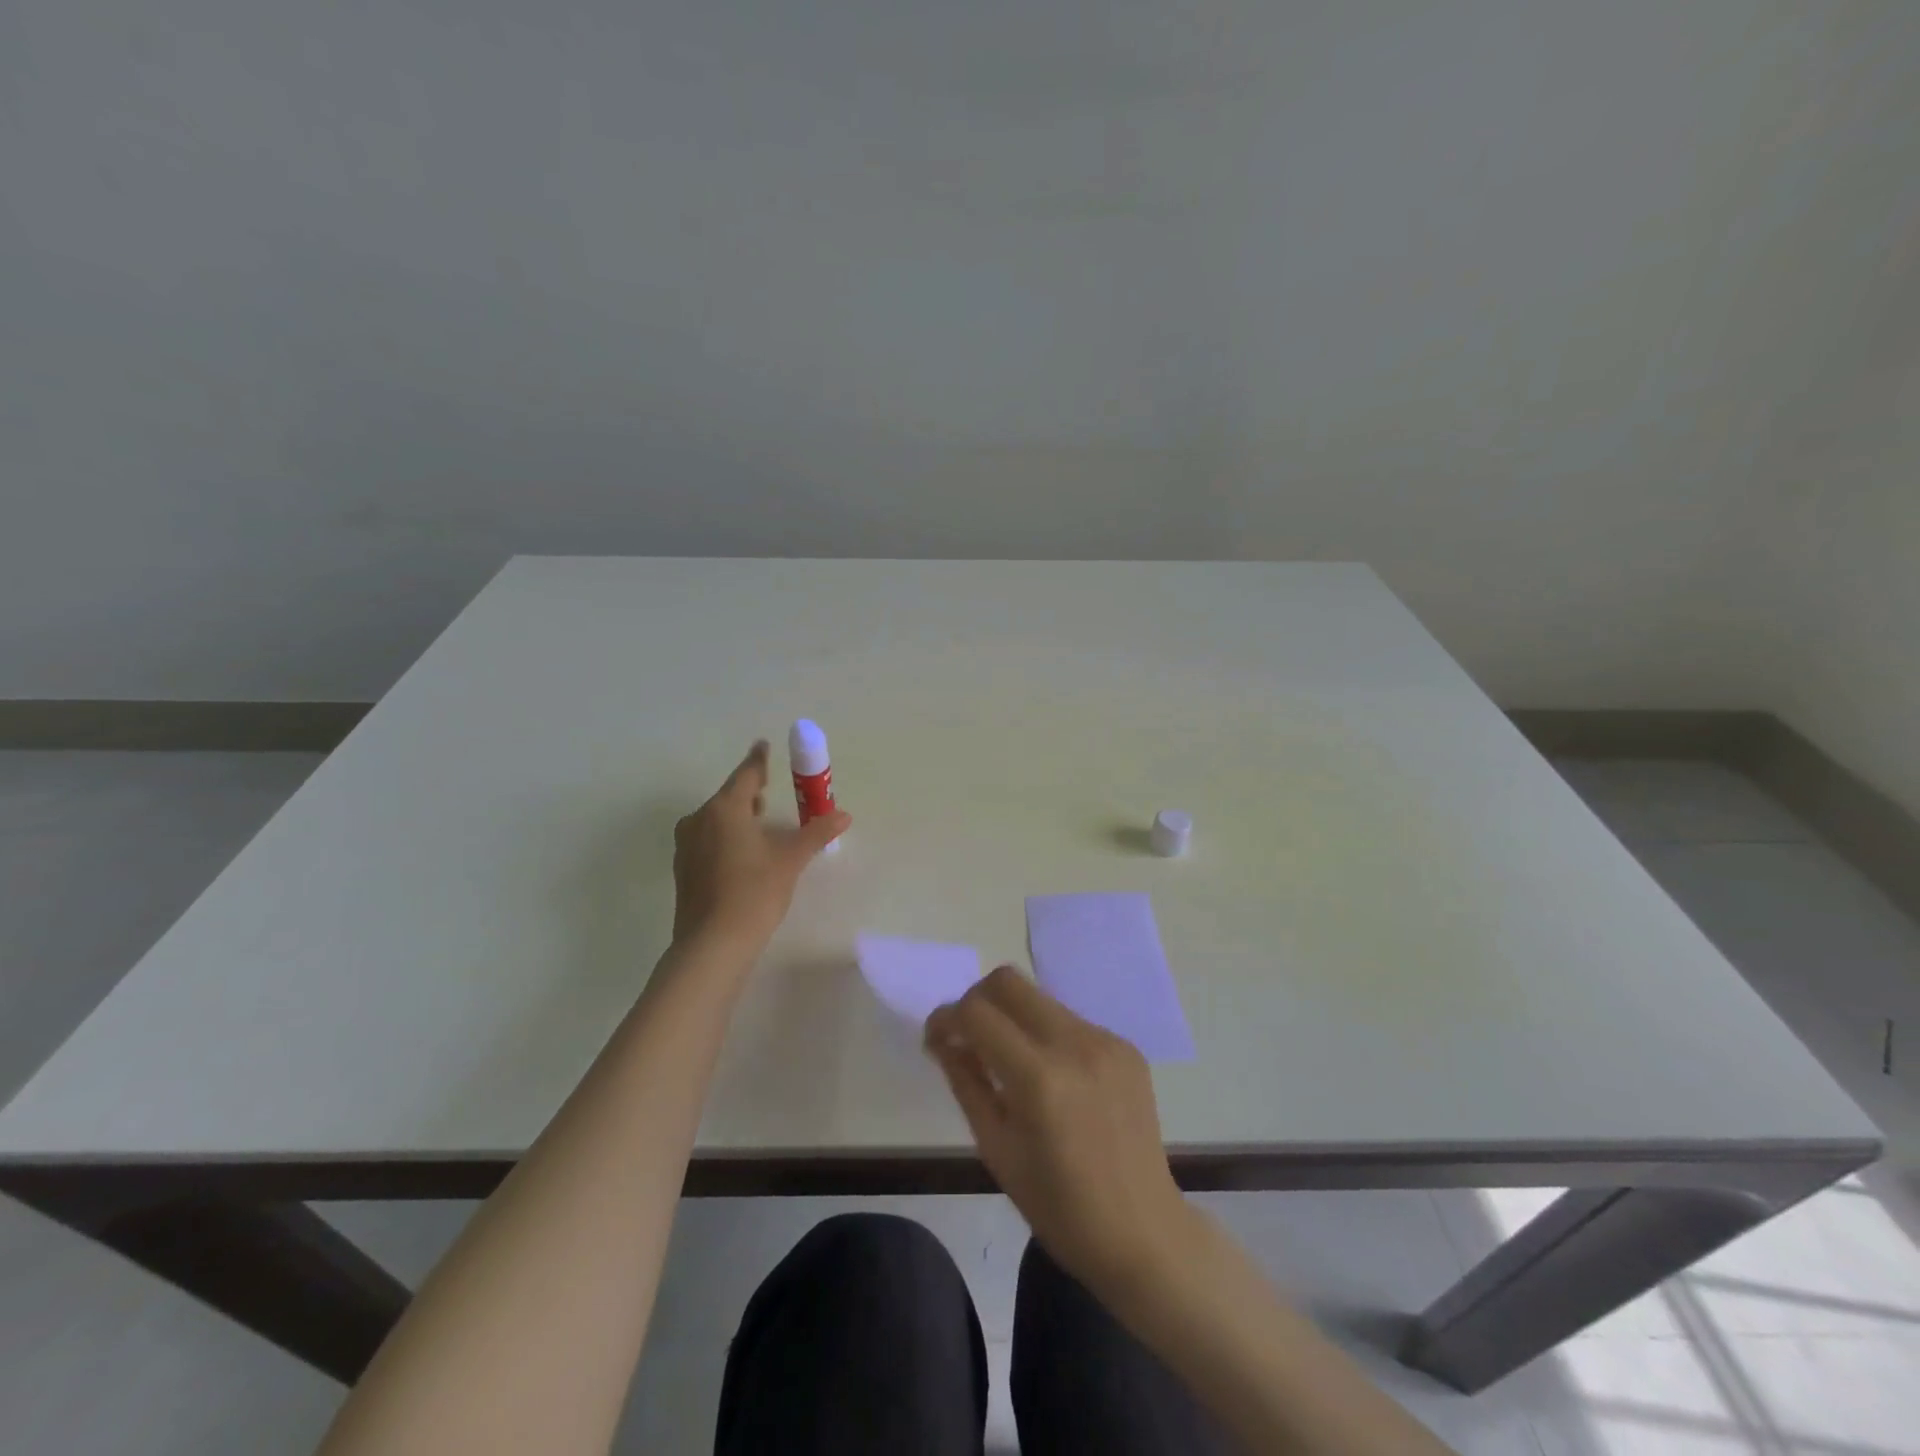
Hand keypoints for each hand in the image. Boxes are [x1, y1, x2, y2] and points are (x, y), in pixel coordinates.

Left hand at [672, 741, 849, 949]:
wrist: (713, 944)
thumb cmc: (754, 892)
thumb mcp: (790, 860)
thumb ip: (816, 833)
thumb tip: (843, 815)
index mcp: (724, 809)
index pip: (745, 775)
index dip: (758, 761)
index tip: (764, 746)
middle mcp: (699, 820)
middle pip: (728, 797)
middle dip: (749, 792)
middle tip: (769, 789)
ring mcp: (687, 846)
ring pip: (715, 820)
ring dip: (737, 816)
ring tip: (759, 823)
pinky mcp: (684, 870)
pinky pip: (708, 840)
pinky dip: (726, 837)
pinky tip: (743, 853)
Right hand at [925, 967, 1194, 1297]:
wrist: (1143, 1234)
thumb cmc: (1058, 1207)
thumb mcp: (996, 1149)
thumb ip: (966, 1082)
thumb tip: (944, 1039)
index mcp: (1039, 1078)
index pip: (977, 1012)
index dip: (946, 1018)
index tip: (937, 1039)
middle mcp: (1075, 1044)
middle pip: (1009, 982)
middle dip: (977, 1000)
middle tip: (968, 1037)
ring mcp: (1106, 1041)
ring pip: (1040, 999)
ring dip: (1013, 1017)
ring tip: (1010, 1062)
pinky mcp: (1126, 1047)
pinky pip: (1071, 1021)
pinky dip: (1047, 1036)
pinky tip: (1053, 1079)